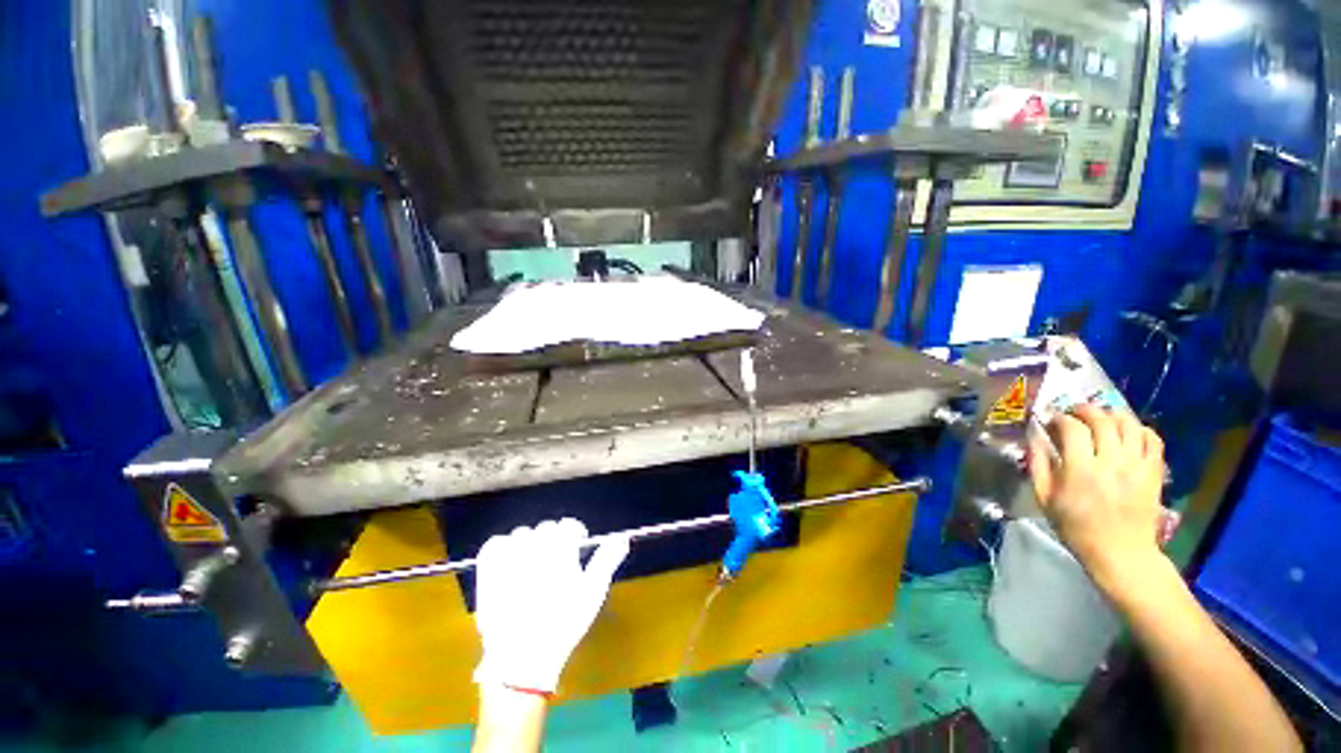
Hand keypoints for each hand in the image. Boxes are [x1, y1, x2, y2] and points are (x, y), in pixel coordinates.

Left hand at [473, 518, 629, 694]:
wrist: (523, 658)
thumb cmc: (564, 624)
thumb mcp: (593, 591)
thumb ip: (607, 559)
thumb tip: (621, 538)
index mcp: (560, 549)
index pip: (568, 525)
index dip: (575, 534)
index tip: (577, 546)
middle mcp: (534, 547)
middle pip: (546, 529)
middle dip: (554, 540)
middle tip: (556, 562)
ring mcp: (508, 559)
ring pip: (522, 535)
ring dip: (530, 544)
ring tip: (534, 564)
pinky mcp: (488, 573)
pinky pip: (495, 544)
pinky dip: (504, 547)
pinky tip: (511, 560)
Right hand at [1028, 405, 1166, 595]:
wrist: (1121, 553)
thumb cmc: (1075, 527)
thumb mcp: (1044, 498)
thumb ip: (1037, 465)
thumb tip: (1034, 438)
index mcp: (1080, 470)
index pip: (1072, 428)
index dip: (1059, 418)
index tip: (1051, 420)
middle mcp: (1111, 462)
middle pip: (1102, 420)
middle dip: (1084, 410)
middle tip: (1073, 412)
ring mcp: (1137, 466)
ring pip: (1129, 424)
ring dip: (1111, 415)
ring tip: (1100, 419)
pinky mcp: (1154, 472)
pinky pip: (1152, 439)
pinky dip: (1139, 429)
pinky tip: (1126, 433)